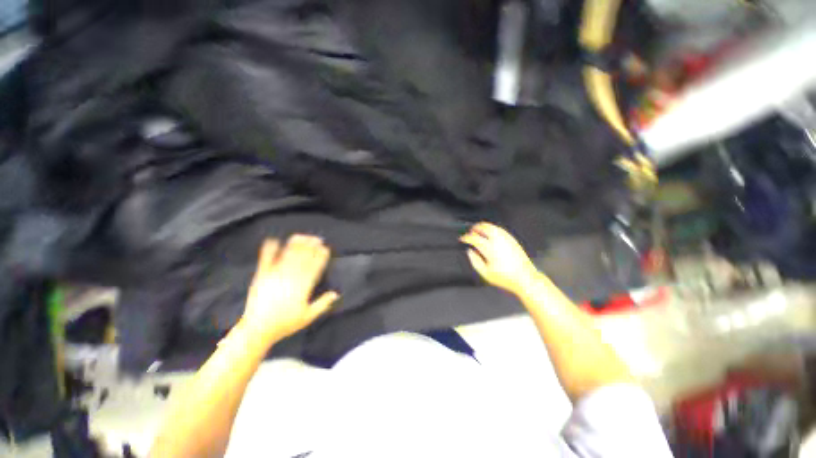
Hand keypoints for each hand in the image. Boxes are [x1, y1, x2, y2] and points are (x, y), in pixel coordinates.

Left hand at [240, 235, 338, 342]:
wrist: (257, 329)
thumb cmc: (285, 324)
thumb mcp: (308, 316)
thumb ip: (323, 304)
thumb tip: (336, 293)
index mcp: (303, 286)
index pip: (315, 267)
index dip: (321, 256)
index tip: (326, 248)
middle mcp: (291, 278)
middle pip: (303, 258)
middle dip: (311, 246)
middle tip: (317, 238)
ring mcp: (275, 276)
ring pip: (288, 256)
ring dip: (296, 245)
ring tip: (301, 237)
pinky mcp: (261, 277)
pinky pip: (266, 261)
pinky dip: (269, 250)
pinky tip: (273, 240)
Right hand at [460, 223, 541, 293]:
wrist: (525, 278)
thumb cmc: (506, 278)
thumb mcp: (485, 273)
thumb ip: (475, 261)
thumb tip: (470, 251)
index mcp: (490, 249)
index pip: (474, 238)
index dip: (466, 237)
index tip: (463, 239)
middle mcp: (498, 241)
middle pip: (483, 228)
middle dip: (474, 228)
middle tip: (470, 232)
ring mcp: (506, 239)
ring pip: (492, 227)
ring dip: (483, 227)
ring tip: (478, 230)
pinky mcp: (512, 240)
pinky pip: (500, 230)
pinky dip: (492, 229)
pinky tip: (490, 233)